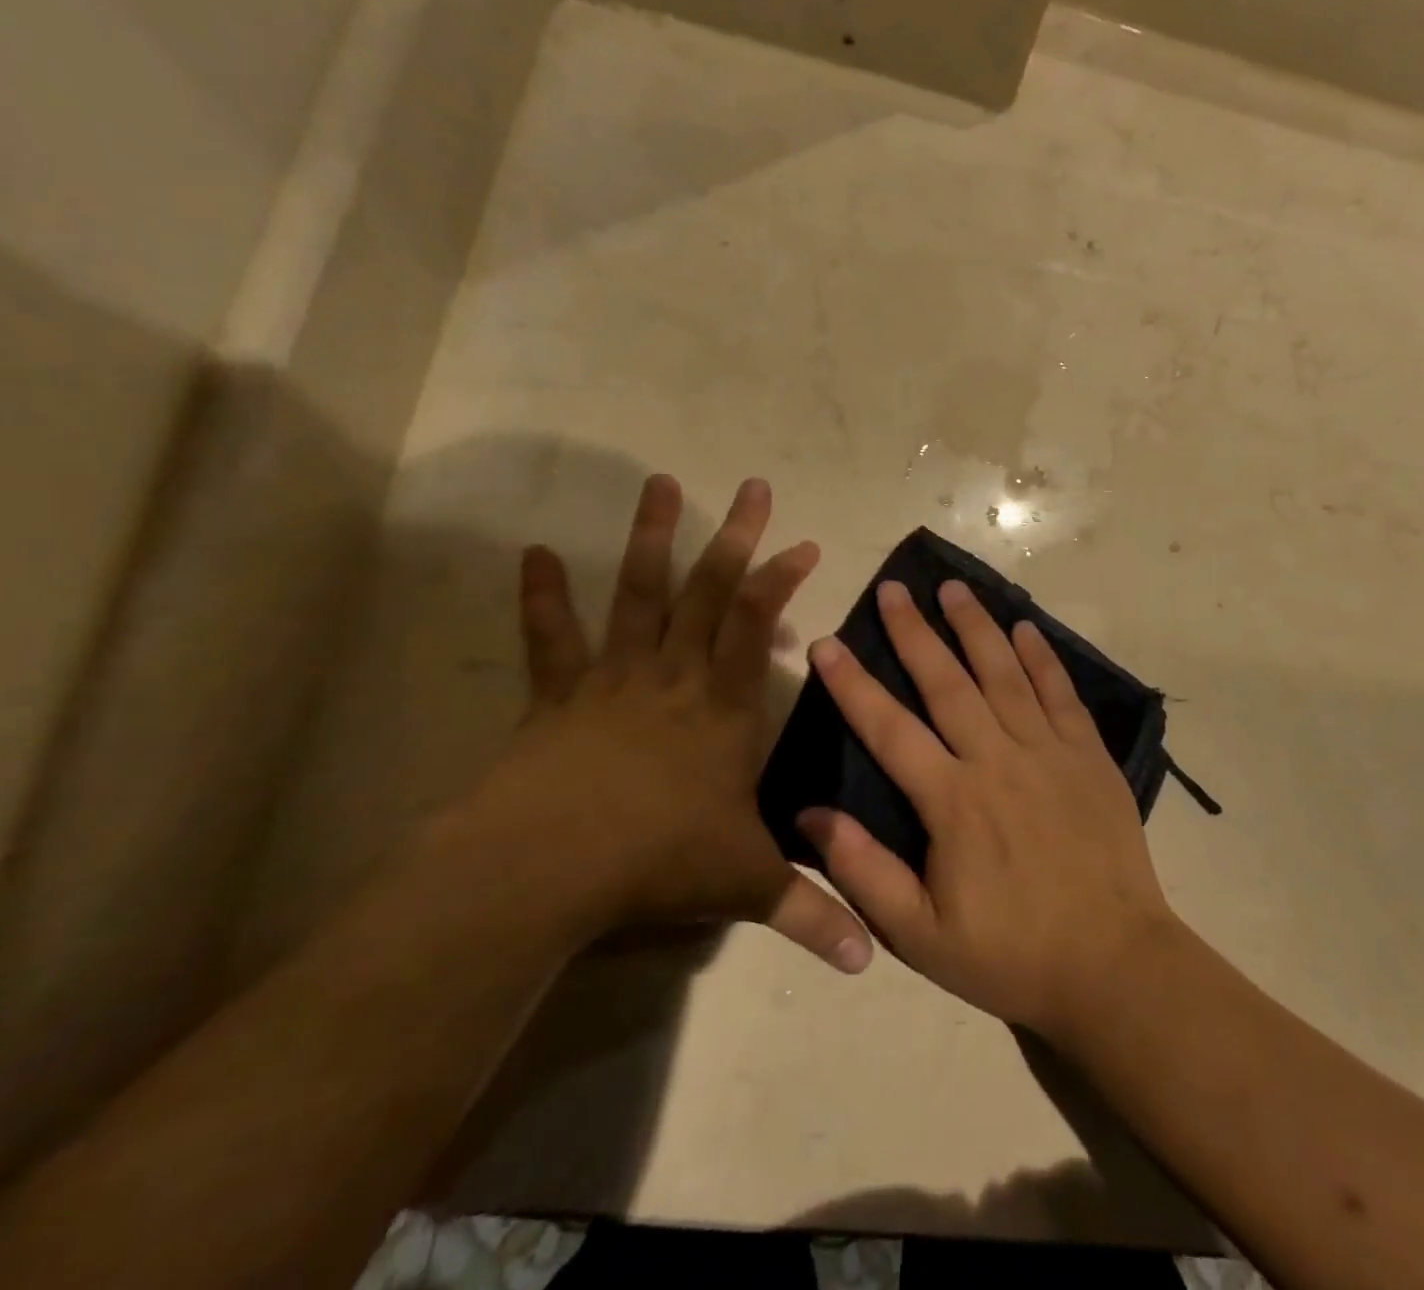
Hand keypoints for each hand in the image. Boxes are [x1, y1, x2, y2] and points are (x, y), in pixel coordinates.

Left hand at [444, 474, 872, 973]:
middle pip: (707, 592)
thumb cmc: (655, 861)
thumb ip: (809, 912)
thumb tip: (870, 961)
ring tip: (660, 484)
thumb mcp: (744, 883)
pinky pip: (552, 638)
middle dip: (735, 537)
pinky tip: (531, 554)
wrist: (546, 867)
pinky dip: (543, 596)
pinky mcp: (560, 695)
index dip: (781, 580)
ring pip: (636, 594)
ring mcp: (613, 679)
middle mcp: (672, 677)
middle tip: (751, 486)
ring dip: (650, 539)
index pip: (757, 627)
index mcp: (721, 707)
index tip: (803, 543)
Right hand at [797, 579, 1177, 1037]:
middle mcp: (998, 760)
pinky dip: (1042, 658)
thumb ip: (864, 872)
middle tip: (893, 588)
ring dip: (977, 627)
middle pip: (947, 682)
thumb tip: (811, 814)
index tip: (828, 643)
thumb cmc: (1010, 954)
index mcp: (952, 801)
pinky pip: (1061, 694)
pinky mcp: (1089, 756)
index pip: (889, 728)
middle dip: (915, 632)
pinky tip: (1026, 628)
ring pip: (1005, 674)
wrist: (1113, 965)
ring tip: (954, 587)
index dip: (854, 684)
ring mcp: (1049, 752)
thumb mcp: (920, 936)